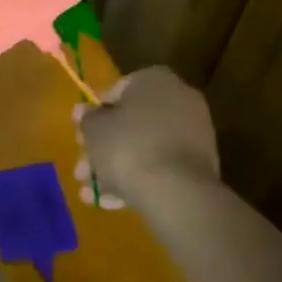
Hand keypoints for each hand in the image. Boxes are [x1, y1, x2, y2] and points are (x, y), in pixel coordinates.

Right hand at [74, 67, 218, 209]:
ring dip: (115, 169)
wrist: (175, 190)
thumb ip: (87, 118)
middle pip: (131, 123)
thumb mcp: (94, 130)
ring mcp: (193, 133)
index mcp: (155, 79)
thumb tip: (83, 111)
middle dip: (103, 149)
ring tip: (92, 195)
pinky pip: (161, 166)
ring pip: (144, 148)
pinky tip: (113, 203)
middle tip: (82, 170)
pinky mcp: (199, 164)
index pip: (116, 90)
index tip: (82, 136)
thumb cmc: (128, 147)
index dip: (94, 114)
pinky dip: (138, 180)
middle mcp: (180, 99)